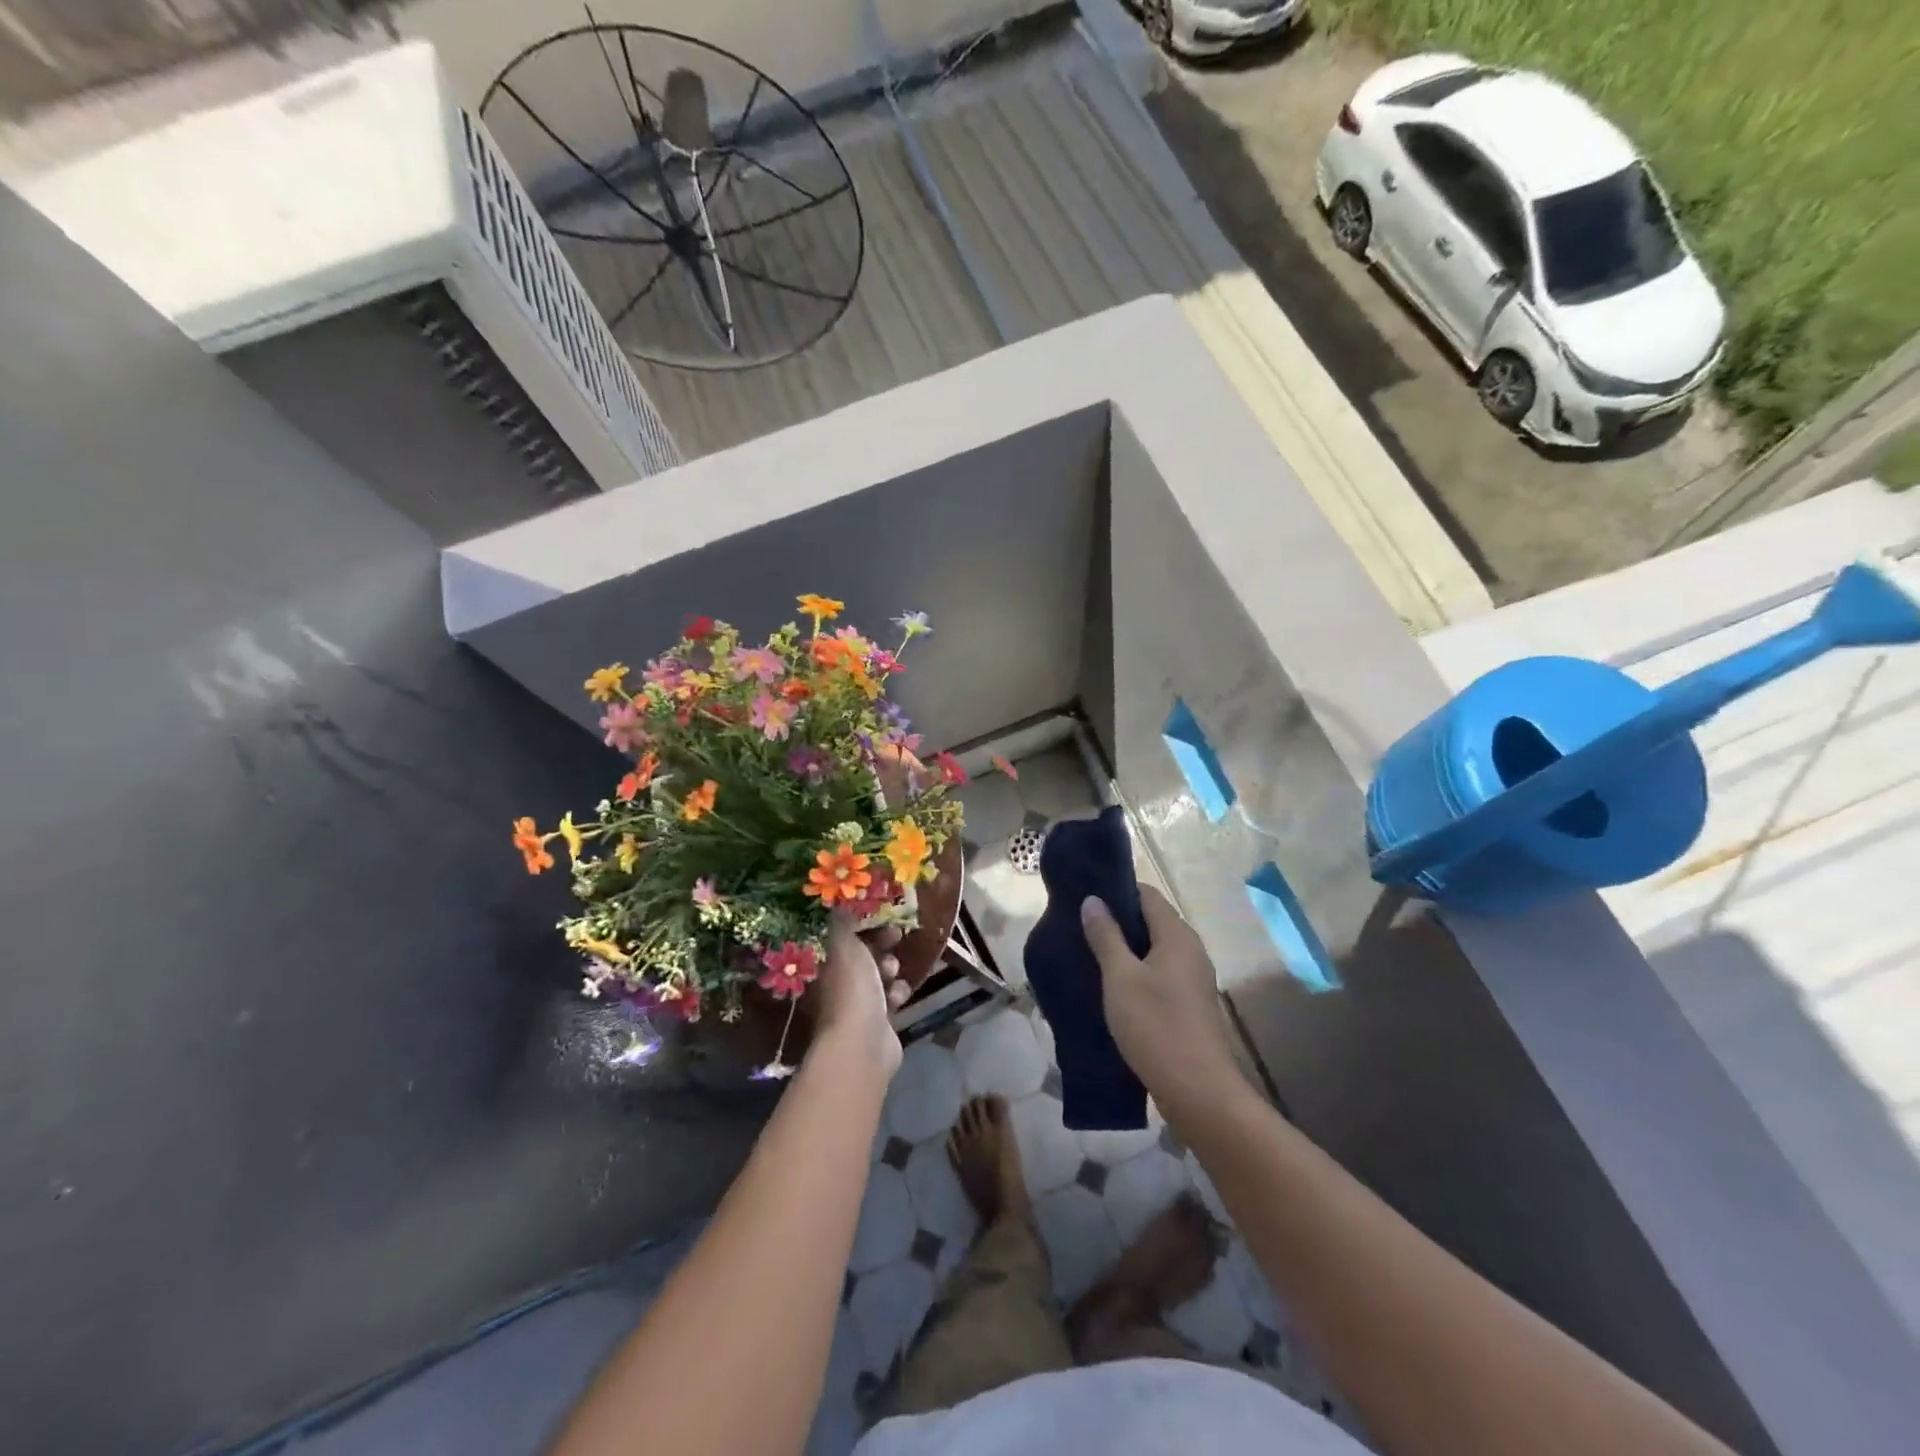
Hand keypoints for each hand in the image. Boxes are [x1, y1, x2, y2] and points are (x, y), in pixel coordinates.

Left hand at [811, 912, 906, 1075]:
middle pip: (863, 956)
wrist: (863, 1044)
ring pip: (879, 977)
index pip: (843, 938)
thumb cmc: (851, 989)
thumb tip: (839, 897)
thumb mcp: (845, 945)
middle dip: (881, 946)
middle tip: (895, 938)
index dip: (862, 924)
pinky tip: (898, 997)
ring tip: (892, 973)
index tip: (880, 915)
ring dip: (890, 970)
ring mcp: (857, 1005)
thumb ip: (844, 920)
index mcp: (826, 965)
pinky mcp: (878, 1022)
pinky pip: (891, 999)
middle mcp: (838, 984)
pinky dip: (896, 994)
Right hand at [1081, 886, 1242, 1118]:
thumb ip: (1106, 937)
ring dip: (1125, 950)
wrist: (1198, 1091)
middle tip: (1080, 927)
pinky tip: (1112, 988)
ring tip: (1089, 955)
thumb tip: (1093, 900)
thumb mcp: (1120, 978)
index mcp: (1177, 936)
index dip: (1117, 891)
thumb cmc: (1156, 1026)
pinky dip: (1137, 973)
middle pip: (1152, 921)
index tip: (1085, 896)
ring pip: (1155, 951)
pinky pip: (1160, 975)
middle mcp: (1191, 950)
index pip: (1147, 895)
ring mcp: (1193, 979)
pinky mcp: (1190, 1005)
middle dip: (1118, 922)